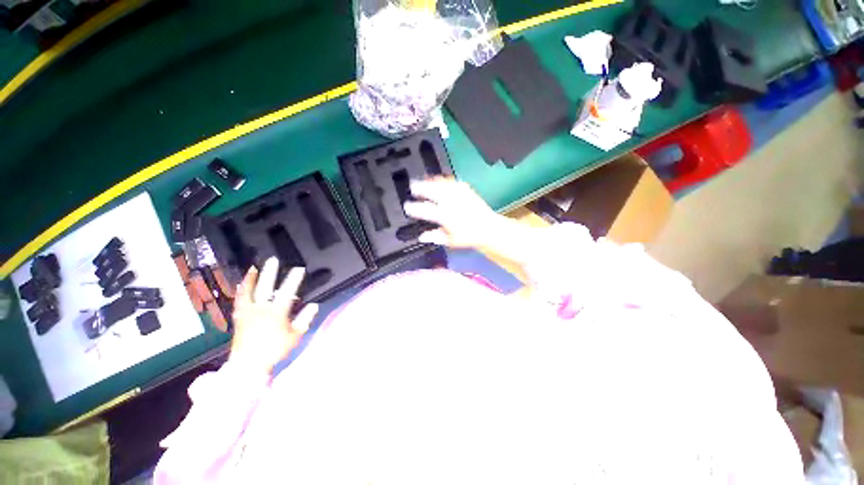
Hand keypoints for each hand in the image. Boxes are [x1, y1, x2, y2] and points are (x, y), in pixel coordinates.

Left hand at [229, 257, 317, 374]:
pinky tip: (242, 285)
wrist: (248, 365)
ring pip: (248, 292)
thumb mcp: (294, 336)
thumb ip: (305, 319)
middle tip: (273, 260)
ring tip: (253, 268)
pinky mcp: (239, 318)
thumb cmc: (274, 350)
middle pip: (265, 287)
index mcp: (276, 313)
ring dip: (251, 279)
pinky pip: (239, 301)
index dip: (294, 279)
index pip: (287, 292)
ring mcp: (248, 313)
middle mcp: (261, 309)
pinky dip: (241, 292)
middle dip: (270, 273)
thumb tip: (314, 305)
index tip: (299, 269)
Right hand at [403, 177, 502, 248]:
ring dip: (430, 182)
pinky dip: (443, 181)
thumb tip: (421, 237)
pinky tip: (438, 181)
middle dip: (420, 188)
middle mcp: (451, 204)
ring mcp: (459, 195)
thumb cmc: (468, 236)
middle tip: (412, 186)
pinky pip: (452, 182)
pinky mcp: (466, 190)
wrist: (487, 228)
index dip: (414, 208)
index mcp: (445, 217)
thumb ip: (435, 237)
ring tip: (423, 181)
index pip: (426, 210)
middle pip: (432, 192)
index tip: (407, 206)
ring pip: (441, 184)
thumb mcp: (450, 241)